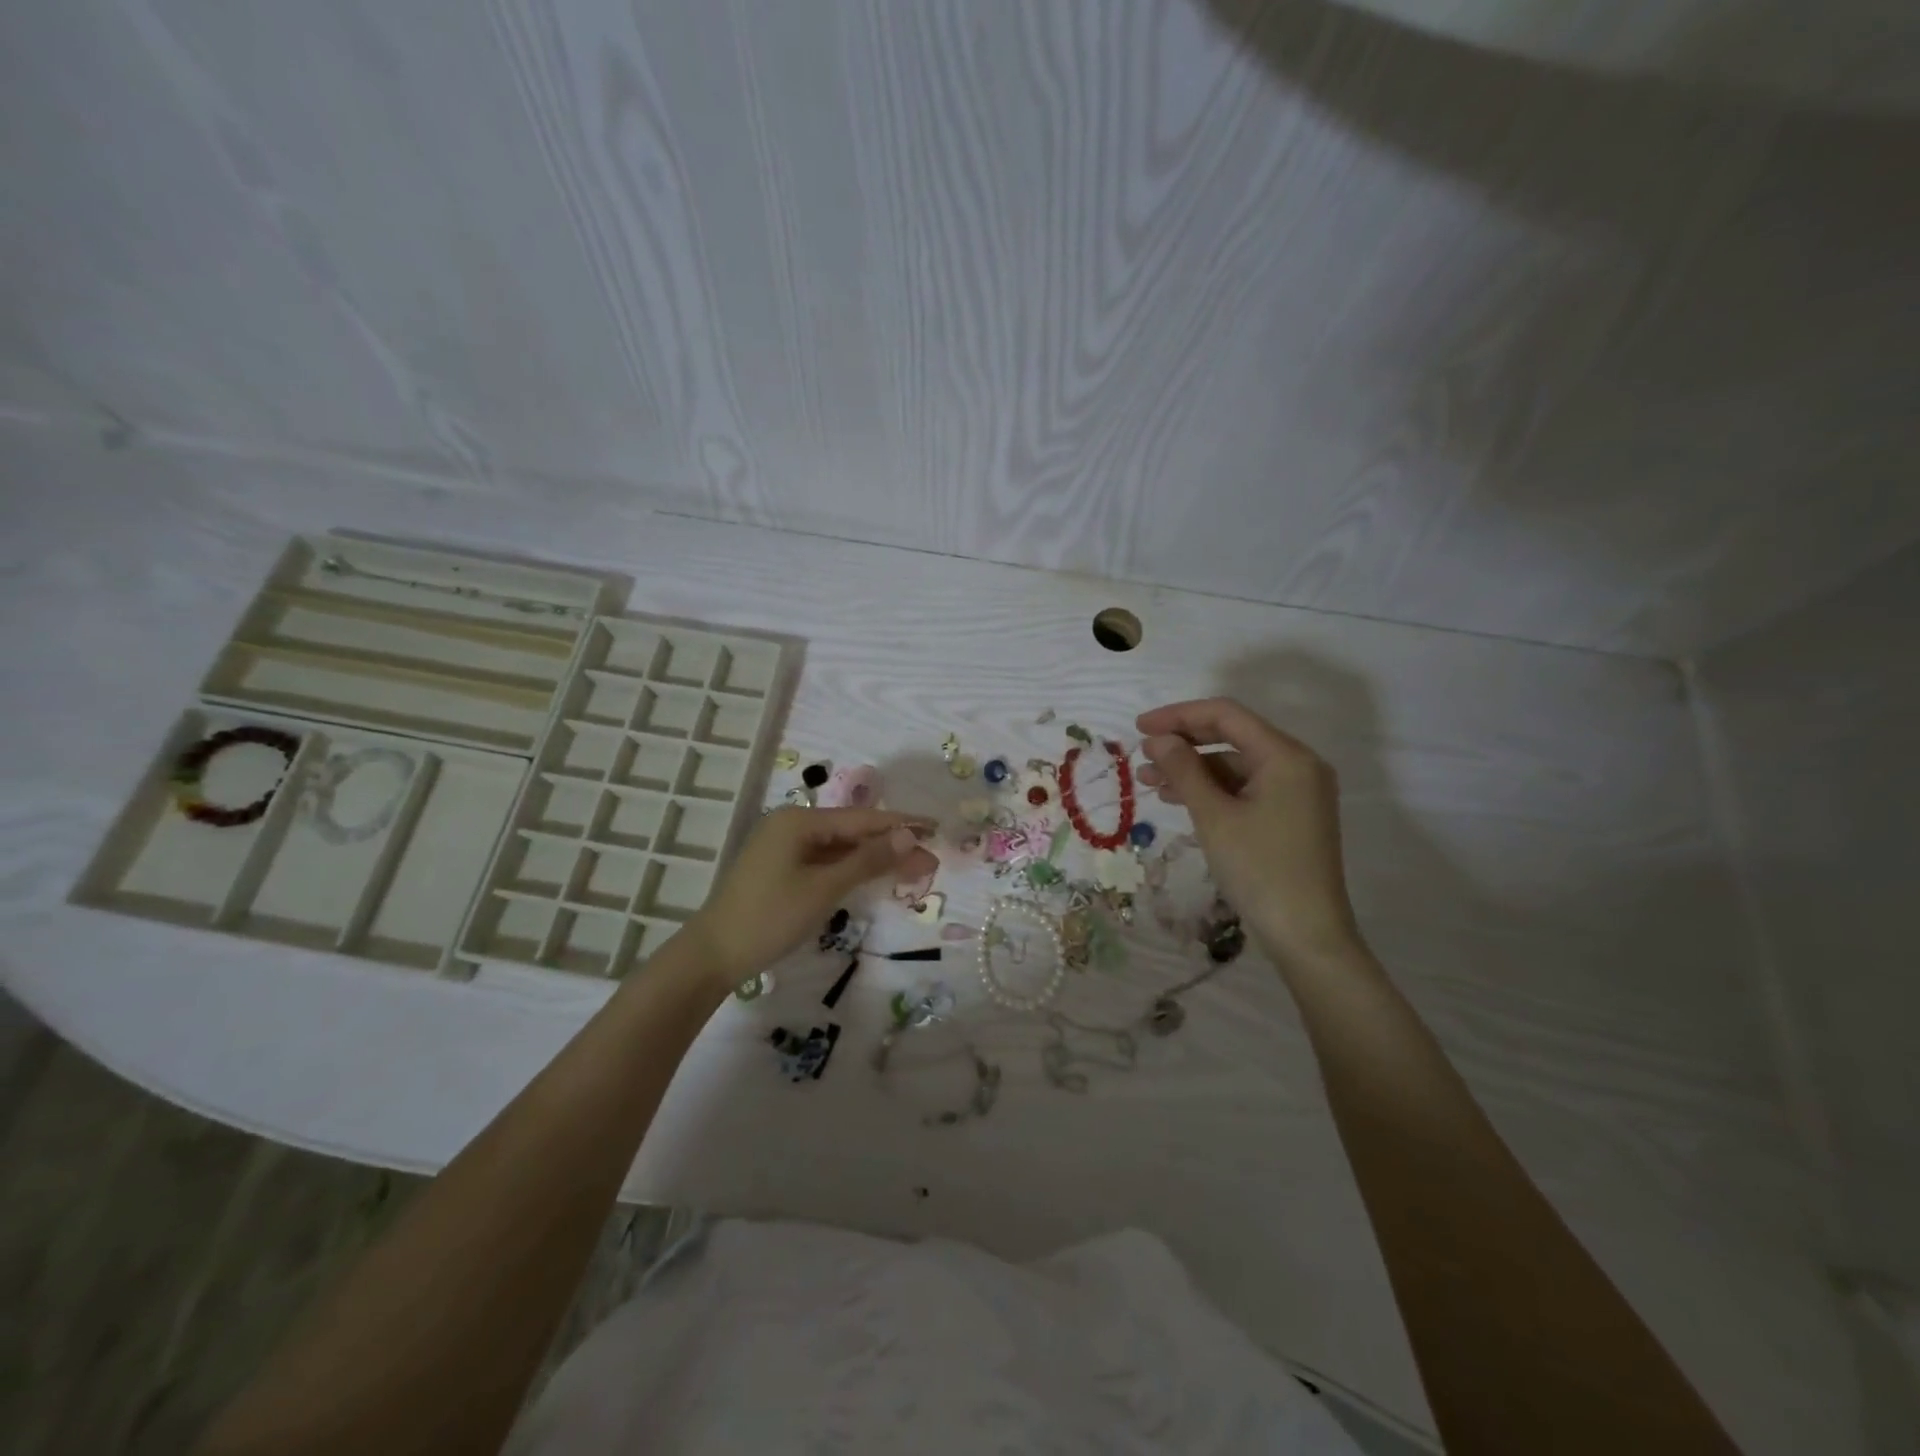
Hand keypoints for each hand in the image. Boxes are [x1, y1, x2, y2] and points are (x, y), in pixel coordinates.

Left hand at [685, 807, 934, 988]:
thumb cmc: (770, 917)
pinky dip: (851, 869)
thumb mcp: (824, 888)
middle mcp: (792, 825)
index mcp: (799, 821)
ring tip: (913, 870)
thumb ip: (867, 860)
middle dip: (892, 846)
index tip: (935, 827)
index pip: (862, 819)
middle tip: (930, 861)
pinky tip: (875, 876)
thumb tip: (909, 837)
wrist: (714, 955)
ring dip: (874, 859)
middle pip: (852, 832)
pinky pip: (825, 861)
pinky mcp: (782, 868)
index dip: (901, 824)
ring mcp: (785, 847)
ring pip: (840, 848)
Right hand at [1136, 698, 1365, 973]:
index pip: (1226, 715)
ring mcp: (1297, 791)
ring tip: (1149, 781)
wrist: (1306, 935)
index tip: (1139, 727)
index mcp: (1286, 756)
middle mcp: (1297, 764)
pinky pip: (1246, 788)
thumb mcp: (1214, 816)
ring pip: (1236, 764)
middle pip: (1233, 736)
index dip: (1179, 716)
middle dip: (1184, 742)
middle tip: (1142, 754)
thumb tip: (1158, 739)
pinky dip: (1212, 789)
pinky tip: (1179, 799)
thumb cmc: (1259, 869)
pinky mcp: (1291, 814)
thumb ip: (1184, 770)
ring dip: (1193, 768)